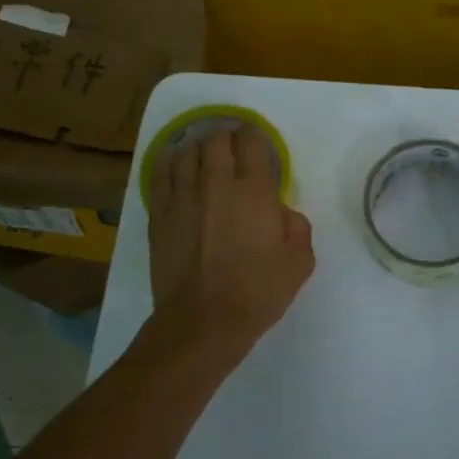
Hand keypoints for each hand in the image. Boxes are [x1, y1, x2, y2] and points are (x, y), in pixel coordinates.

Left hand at [148, 124, 314, 358]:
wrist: (203, 320)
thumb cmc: (257, 292)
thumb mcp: (299, 263)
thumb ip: (297, 227)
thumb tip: (281, 211)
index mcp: (254, 191)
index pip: (252, 141)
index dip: (256, 139)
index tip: (258, 149)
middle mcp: (216, 183)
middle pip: (216, 139)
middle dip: (227, 140)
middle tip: (234, 153)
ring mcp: (182, 195)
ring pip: (186, 151)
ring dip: (199, 150)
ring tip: (205, 160)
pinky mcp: (159, 212)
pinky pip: (161, 172)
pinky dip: (170, 163)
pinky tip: (176, 168)